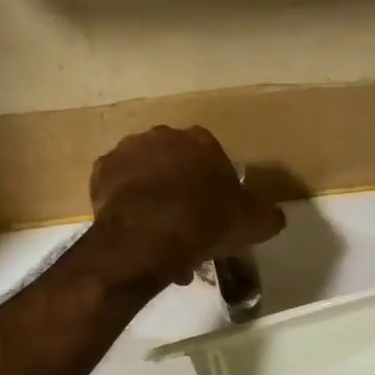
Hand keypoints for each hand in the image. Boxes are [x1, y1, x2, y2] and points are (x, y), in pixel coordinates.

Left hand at [88, 126, 286, 286]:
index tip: (214, 214)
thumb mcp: (254, 223)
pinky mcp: (101, 172)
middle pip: (174, 165)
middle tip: (186, 228)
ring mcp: (128, 151)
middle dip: (180, 192)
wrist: (150, 235)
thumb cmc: (207, 221)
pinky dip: (126, 206)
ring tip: (159, 238)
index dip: (213, 187)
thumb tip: (274, 216)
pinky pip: (118, 190)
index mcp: (200, 140)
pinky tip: (136, 232)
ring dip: (152, 200)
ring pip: (145, 177)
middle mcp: (162, 136)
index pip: (211, 158)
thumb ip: (266, 215)